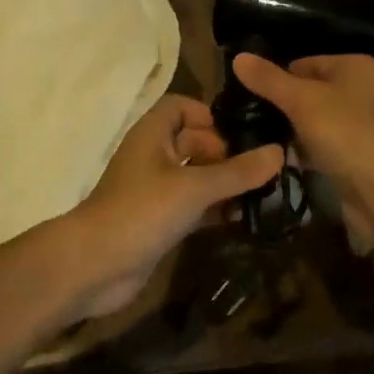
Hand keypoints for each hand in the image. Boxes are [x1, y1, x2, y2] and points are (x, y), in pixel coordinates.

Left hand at [65, 95, 282, 317]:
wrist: (94, 266)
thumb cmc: (141, 211)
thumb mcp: (194, 187)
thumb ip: (237, 172)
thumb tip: (279, 151)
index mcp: (153, 133)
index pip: (182, 107)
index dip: (209, 115)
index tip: (240, 134)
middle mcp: (154, 156)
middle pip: (194, 141)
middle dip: (227, 152)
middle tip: (263, 169)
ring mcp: (156, 190)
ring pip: (197, 176)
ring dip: (225, 184)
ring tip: (264, 194)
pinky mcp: (160, 221)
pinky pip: (194, 206)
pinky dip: (216, 209)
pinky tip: (244, 219)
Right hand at [230, 53, 373, 241]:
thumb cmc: (348, 135)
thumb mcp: (302, 101)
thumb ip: (269, 80)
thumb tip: (238, 57)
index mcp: (357, 66)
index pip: (304, 63)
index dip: (277, 78)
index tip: (247, 97)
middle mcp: (366, 89)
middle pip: (311, 91)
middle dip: (284, 106)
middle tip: (250, 120)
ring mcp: (366, 124)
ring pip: (317, 120)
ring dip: (294, 131)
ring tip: (260, 140)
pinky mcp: (362, 155)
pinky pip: (327, 145)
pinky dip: (308, 151)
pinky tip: (285, 161)